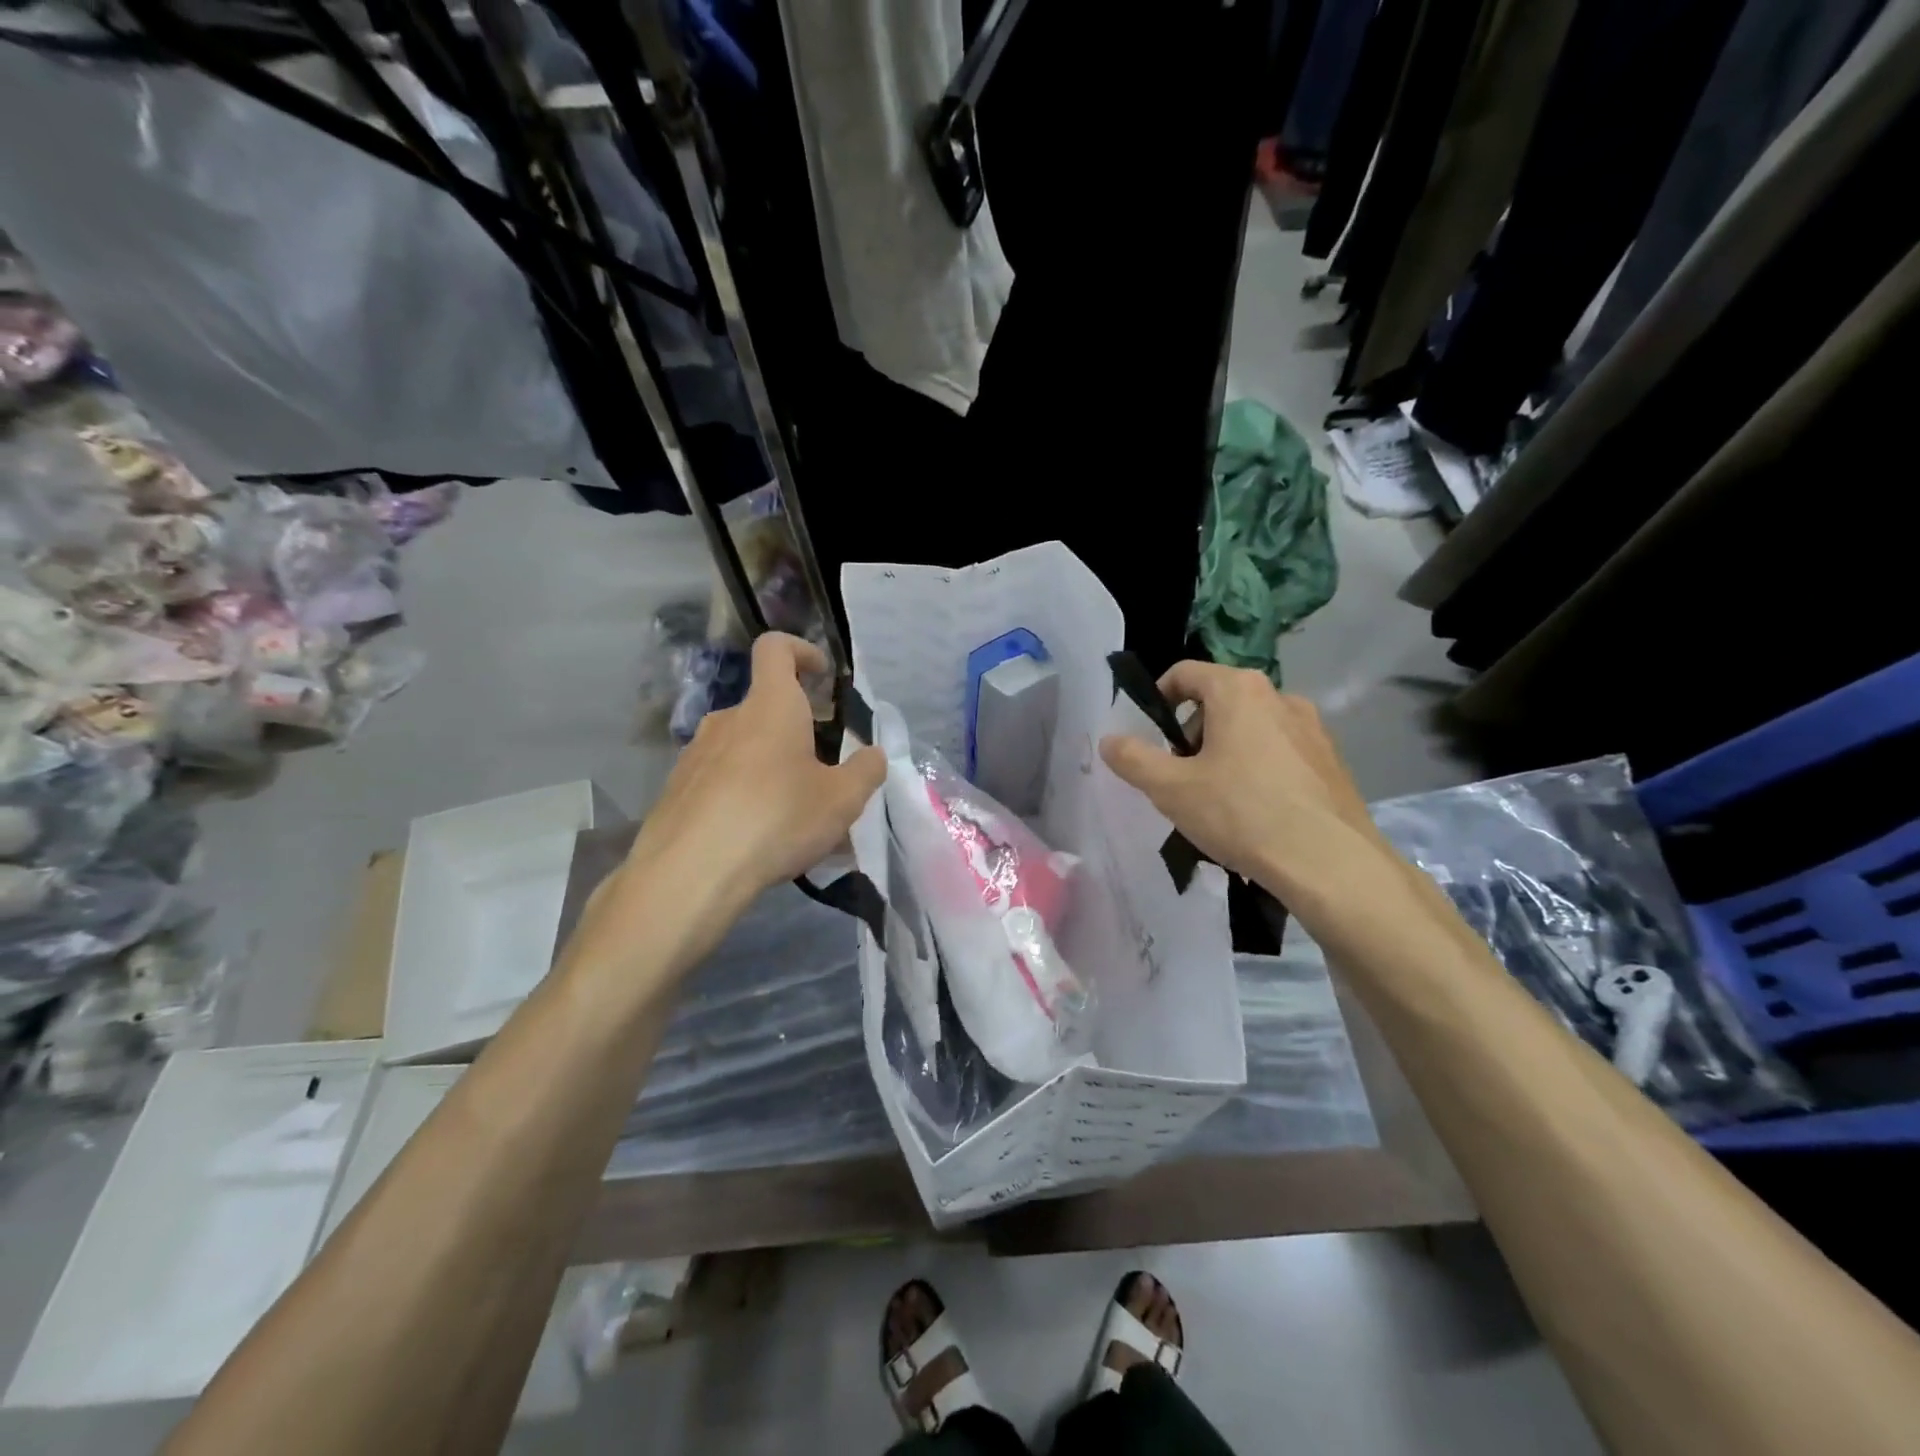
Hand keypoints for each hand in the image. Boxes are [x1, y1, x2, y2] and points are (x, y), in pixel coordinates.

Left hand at [626, 633, 883, 905]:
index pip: (776, 649)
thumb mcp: (842, 800)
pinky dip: (742, 795)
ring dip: (770, 768)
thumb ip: (865, 771)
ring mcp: (695, 754)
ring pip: (743, 749)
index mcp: (770, 707)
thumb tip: (874, 754)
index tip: (822, 676)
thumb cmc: (776, 819)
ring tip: (793, 816)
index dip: (801, 650)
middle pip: (765, 709)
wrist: (690, 872)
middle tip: (822, 772)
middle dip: (796, 732)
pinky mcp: (677, 790)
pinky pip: (720, 780)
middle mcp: (728, 719)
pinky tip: (757, 838)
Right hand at [1098, 662, 1379, 896]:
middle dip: (1192, 733)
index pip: (1185, 673)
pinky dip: (1260, 769)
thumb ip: (1133, 759)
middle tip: (1181, 776)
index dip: (1158, 700)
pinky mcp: (1332, 760)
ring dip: (1226, 752)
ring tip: (1217, 800)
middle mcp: (1280, 696)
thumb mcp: (1170, 788)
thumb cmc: (1240, 813)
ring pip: (1252, 728)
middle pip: (1219, 701)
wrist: (1329, 862)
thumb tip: (1109, 740)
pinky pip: (1282, 752)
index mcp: (1238, 690)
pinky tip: (1256, 812)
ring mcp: (1313, 728)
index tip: (1149, 737)